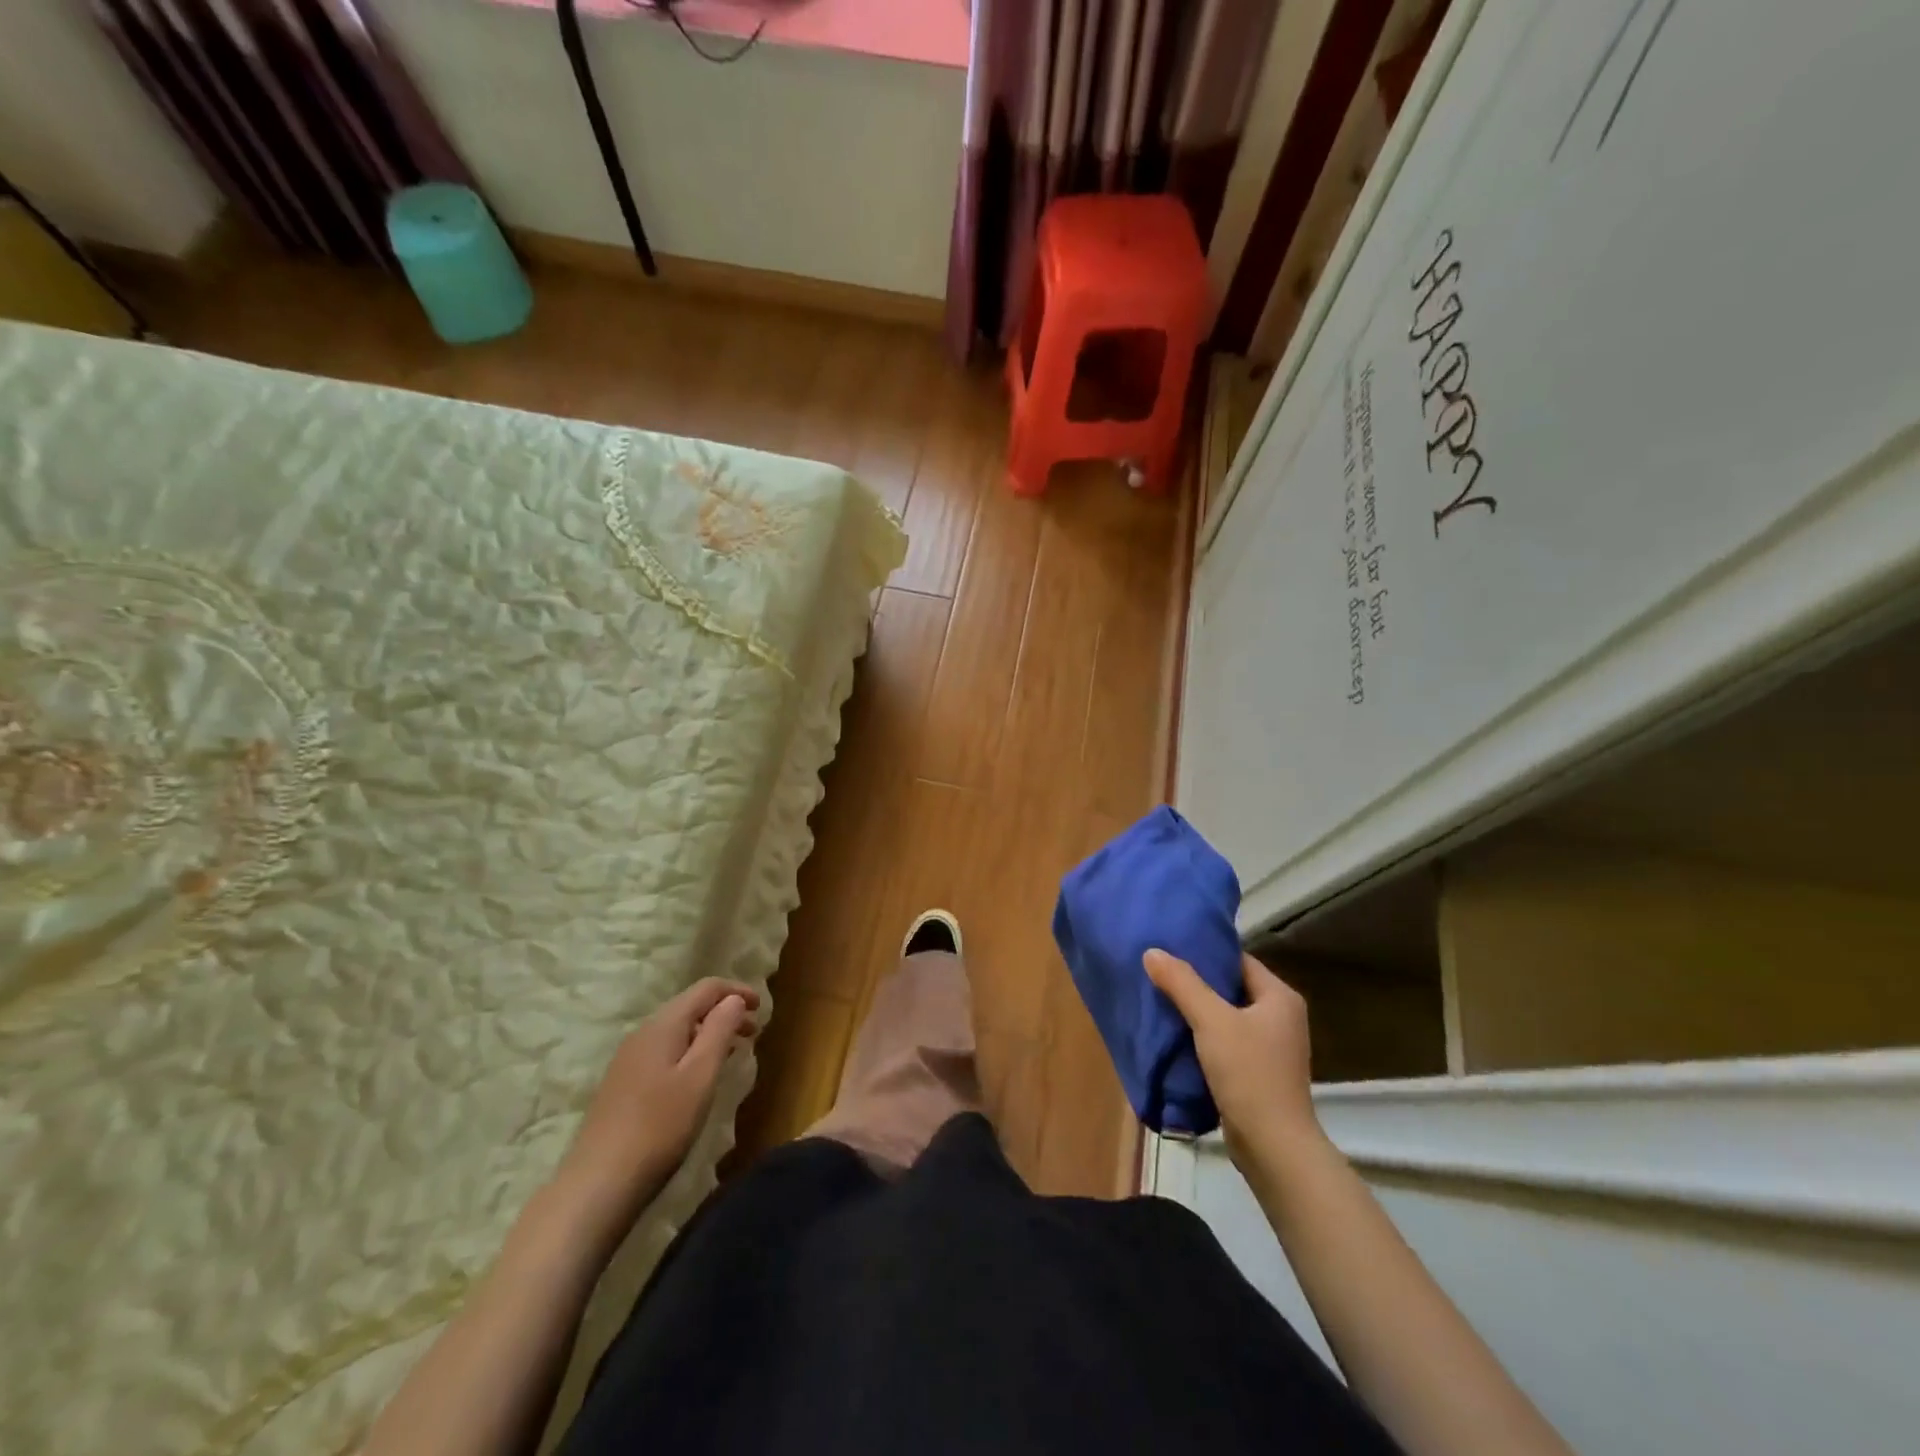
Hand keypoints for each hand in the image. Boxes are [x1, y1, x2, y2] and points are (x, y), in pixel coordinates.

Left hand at [550, 978, 760, 1242]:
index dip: (736, 991)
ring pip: (677, 1030)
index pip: (706, 988)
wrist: (598, 1184)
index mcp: (663, 1025)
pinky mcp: (623, 1084)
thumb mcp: (700, 1076)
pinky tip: (698, 1078)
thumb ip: (719, 1031)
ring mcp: (629, 1059)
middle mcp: (643, 1033)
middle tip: (753, 1033)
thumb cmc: (659, 1126)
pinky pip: (665, 1051)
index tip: (761, 1007)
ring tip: (733, 1053)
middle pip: (690, 1006)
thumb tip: (733, 999)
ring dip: (708, 1033)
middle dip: (724, 1012)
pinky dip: (690, 1051)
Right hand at [1143, 950, 1323, 1169]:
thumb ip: (1182, 983)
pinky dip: (1203, 1037)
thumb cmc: (1249, 1073)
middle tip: (1159, 971)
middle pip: (1231, 987)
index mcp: (1280, 997)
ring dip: (1197, 1011)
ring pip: (1226, 1016)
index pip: (1238, 960)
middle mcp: (1281, 1017)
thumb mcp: (1211, 1021)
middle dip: (1196, 982)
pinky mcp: (1258, 1072)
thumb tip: (1152, 951)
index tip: (1171, 948)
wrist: (1273, 1147)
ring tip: (1160, 999)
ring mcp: (1272, 1047)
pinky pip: (1226, 1042)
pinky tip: (1175, 1035)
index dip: (1206, 952)